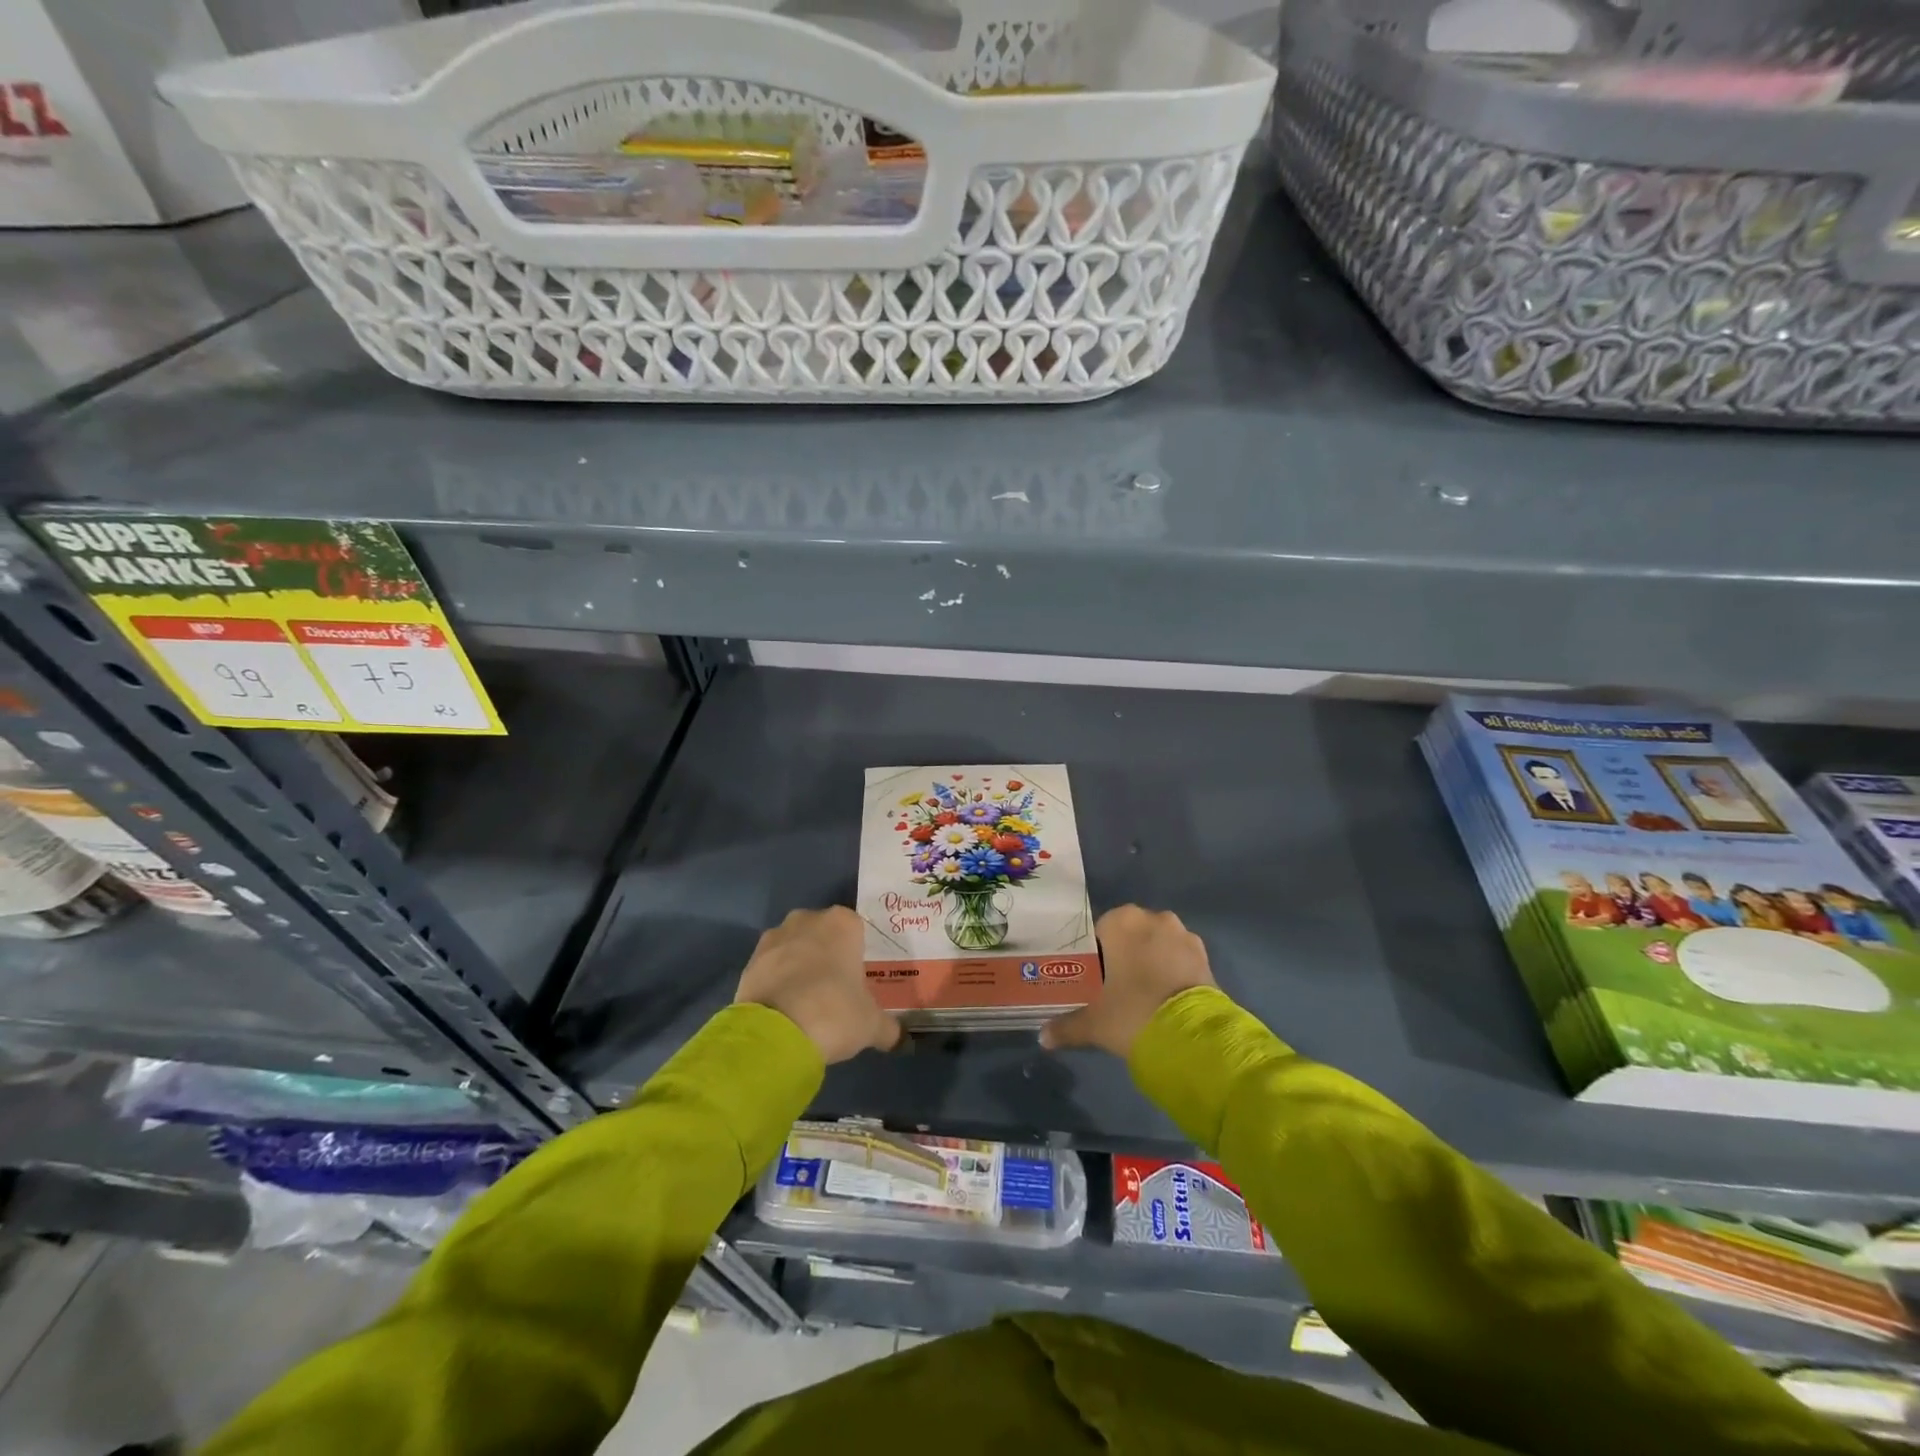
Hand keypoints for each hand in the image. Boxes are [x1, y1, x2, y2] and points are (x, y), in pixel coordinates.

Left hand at [735, 907, 901, 1063]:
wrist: (774, 1034)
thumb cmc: (834, 1013)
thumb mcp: (871, 1025)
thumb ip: (889, 1028)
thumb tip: (901, 1039)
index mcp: (842, 923)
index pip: (856, 929)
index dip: (858, 953)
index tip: (859, 979)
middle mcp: (807, 919)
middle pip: (823, 934)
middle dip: (828, 955)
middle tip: (835, 989)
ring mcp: (774, 937)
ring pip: (795, 947)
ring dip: (800, 966)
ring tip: (807, 1001)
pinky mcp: (749, 960)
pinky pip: (772, 966)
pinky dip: (778, 981)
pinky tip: (785, 1008)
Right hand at [1040, 905, 1215, 1057]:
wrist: (1192, 1038)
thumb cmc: (1133, 1013)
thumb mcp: (1094, 1023)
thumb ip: (1066, 1026)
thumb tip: (1043, 1037)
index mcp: (1122, 921)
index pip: (1099, 929)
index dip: (1094, 954)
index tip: (1092, 977)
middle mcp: (1153, 918)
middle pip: (1130, 934)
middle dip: (1123, 954)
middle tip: (1114, 986)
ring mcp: (1183, 935)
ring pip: (1156, 943)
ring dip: (1149, 960)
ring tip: (1141, 992)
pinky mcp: (1205, 956)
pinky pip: (1178, 957)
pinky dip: (1171, 970)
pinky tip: (1163, 996)